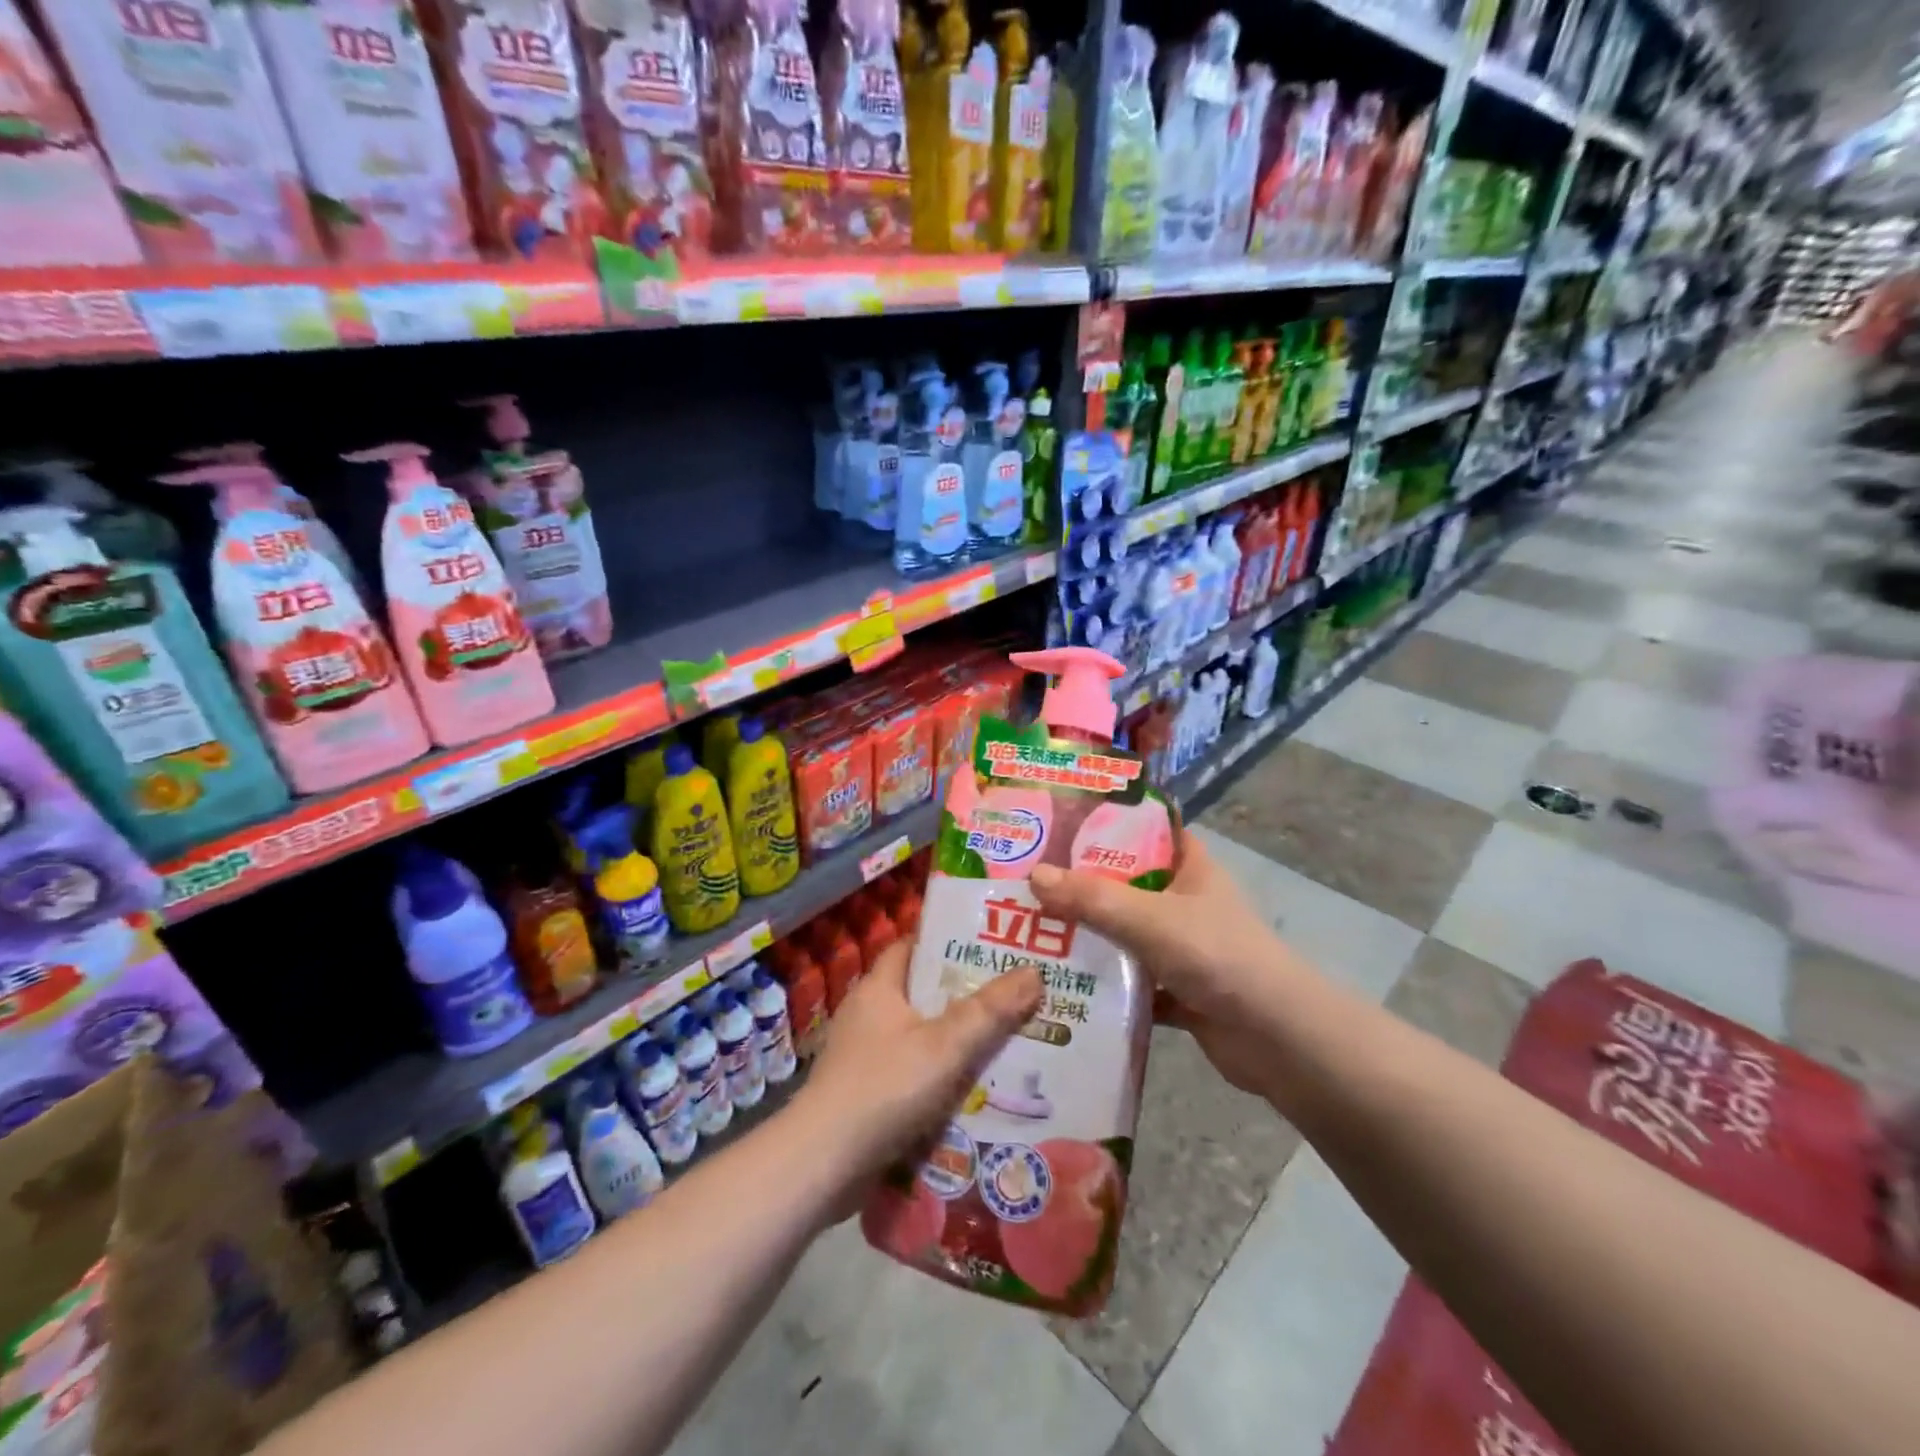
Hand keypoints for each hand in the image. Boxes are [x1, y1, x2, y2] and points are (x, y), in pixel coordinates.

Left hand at [791, 940, 1041, 1207]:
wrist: (822, 1164)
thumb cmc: (883, 1088)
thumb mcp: (944, 1045)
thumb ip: (989, 1011)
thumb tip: (1034, 972)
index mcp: (878, 988)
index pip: (913, 946)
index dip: (949, 940)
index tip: (990, 944)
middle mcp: (867, 1014)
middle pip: (922, 991)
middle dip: (964, 994)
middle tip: (1013, 995)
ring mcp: (863, 1055)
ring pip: (920, 1035)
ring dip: (955, 1039)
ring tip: (1006, 1040)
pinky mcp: (866, 1092)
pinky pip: (912, 1071)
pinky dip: (939, 1074)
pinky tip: (974, 1088)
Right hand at [1030, 838, 1308, 1098]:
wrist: (1278, 1040)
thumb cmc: (1219, 957)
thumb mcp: (1151, 919)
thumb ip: (1092, 898)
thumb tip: (1033, 875)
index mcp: (1189, 867)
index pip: (1144, 830)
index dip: (1103, 822)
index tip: (1055, 823)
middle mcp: (1184, 901)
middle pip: (1123, 884)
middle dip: (1078, 885)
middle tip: (1023, 879)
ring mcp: (1180, 947)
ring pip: (1122, 933)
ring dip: (1085, 936)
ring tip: (1026, 929)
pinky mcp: (1175, 990)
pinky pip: (1128, 980)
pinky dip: (1100, 983)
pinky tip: (1057, 983)